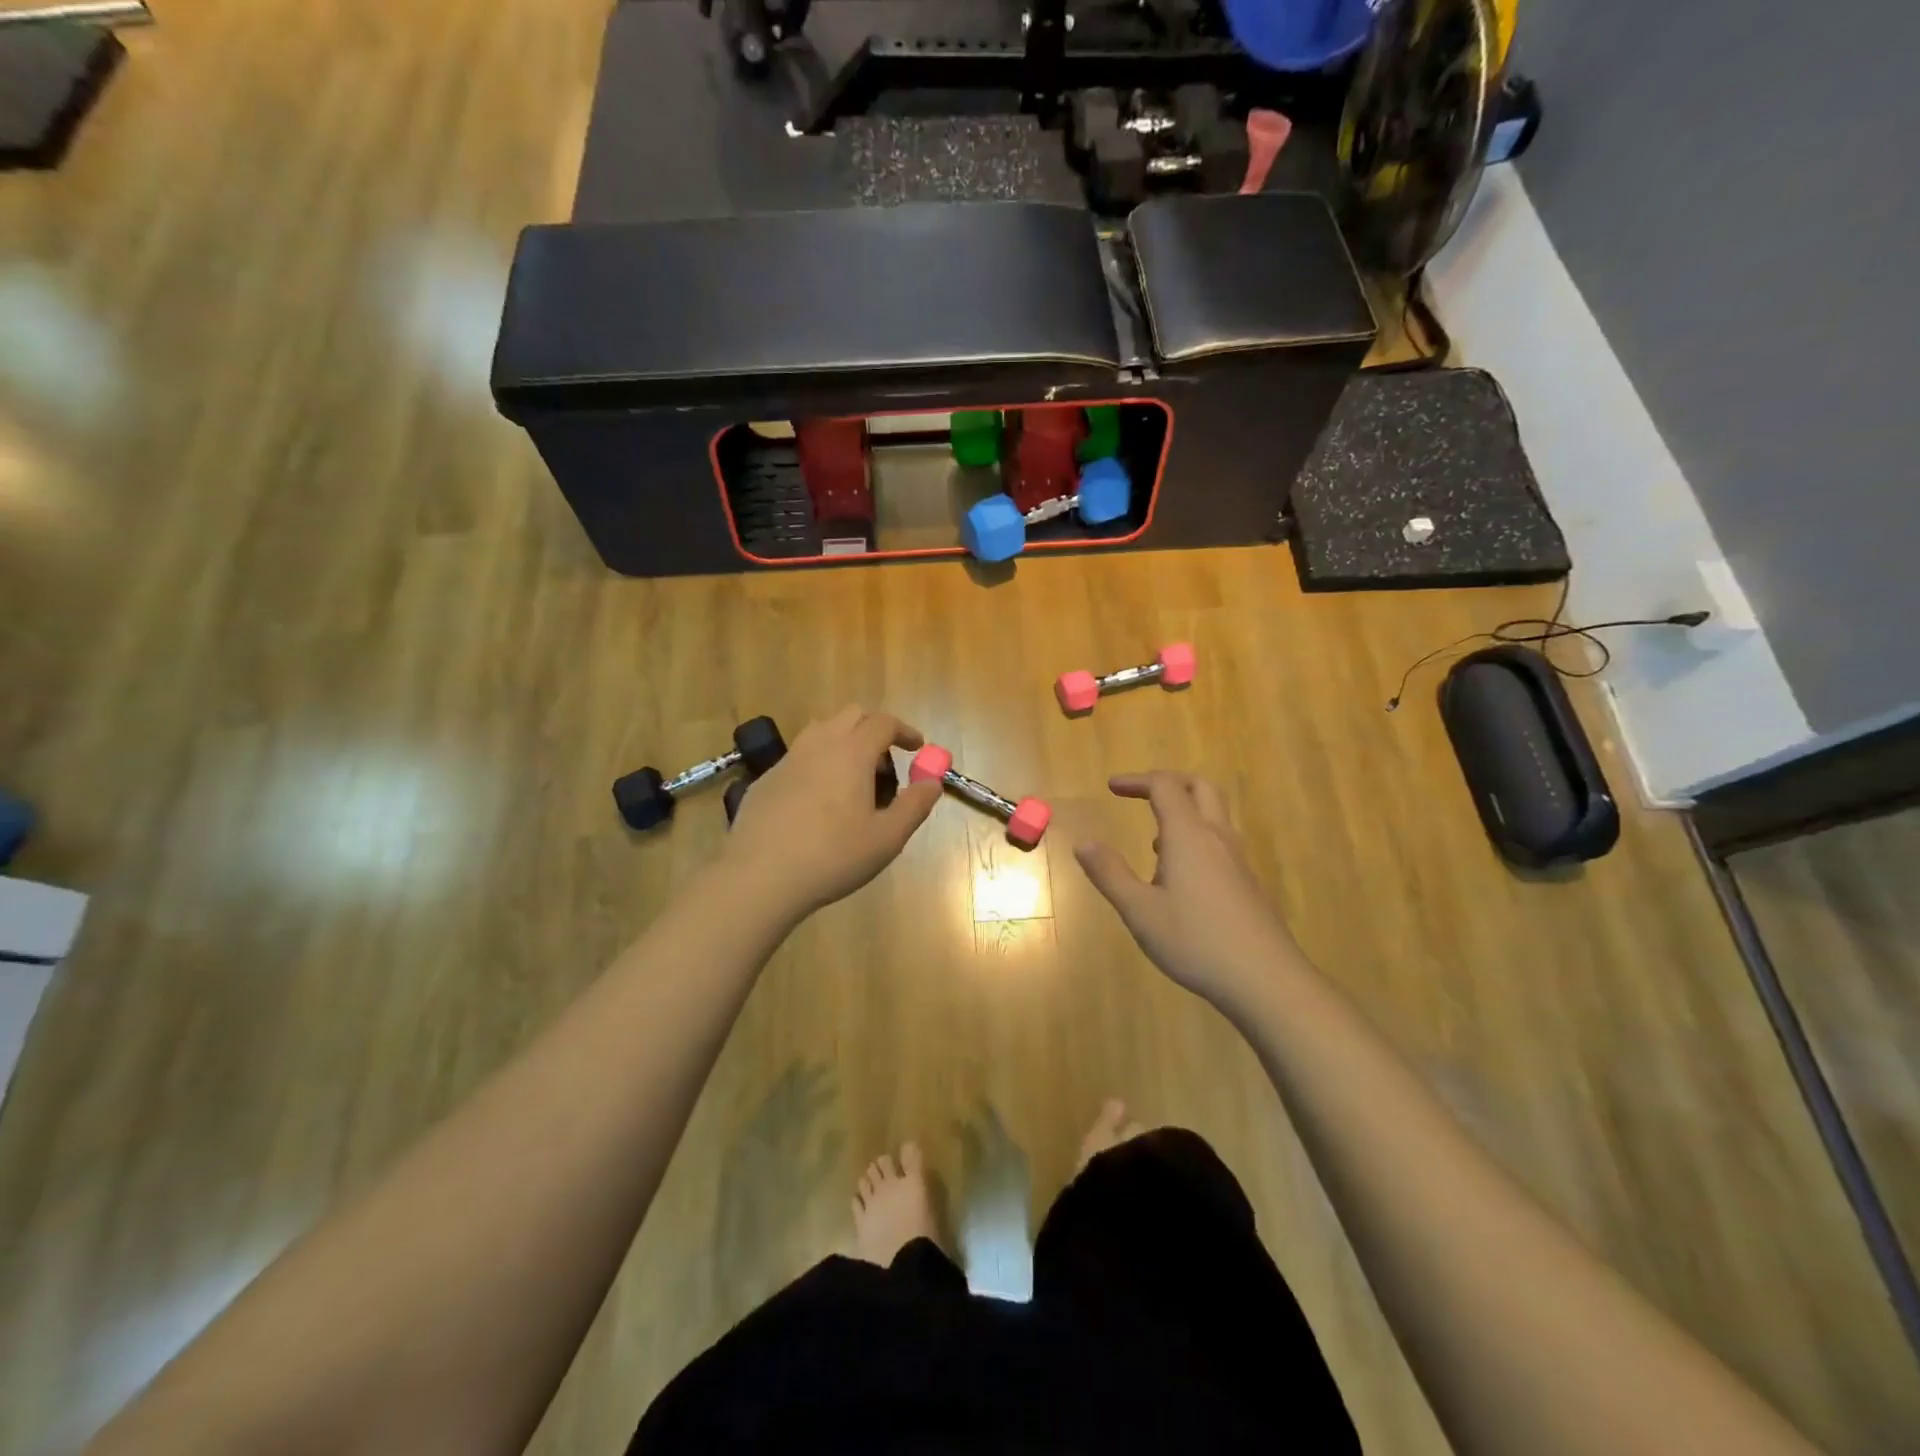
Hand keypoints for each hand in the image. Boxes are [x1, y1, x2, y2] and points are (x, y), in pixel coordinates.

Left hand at [722, 706, 942, 918]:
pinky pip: (799, 757)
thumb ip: (915, 804)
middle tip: (886, 762)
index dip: (905, 731)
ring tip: (853, 778)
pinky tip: (817, 801)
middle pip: (851, 715)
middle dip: (874, 729)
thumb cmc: (833, 856)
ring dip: (844, 741)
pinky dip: (818, 763)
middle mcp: (818, 744)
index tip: (917, 748)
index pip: (884, 722)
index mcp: (852, 752)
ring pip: (821, 731)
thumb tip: (933, 781)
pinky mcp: (765, 779)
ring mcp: (787, 760)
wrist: (760, 877)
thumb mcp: (888, 838)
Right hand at [1074, 772, 1300, 1011]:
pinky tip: (1179, 876)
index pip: (1165, 787)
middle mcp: (1216, 838)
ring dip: (1185, 812)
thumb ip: (1110, 874)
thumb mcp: (1140, 911)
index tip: (1112, 787)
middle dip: (1169, 782)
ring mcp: (1237, 861)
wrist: (1266, 979)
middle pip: (1200, 788)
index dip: (1137, 780)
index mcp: (1188, 836)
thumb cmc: (1196, 941)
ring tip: (1153, 839)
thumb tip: (1083, 843)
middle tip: (1141, 793)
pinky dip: (1196, 839)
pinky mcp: (1247, 883)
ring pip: (1214, 816)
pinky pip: (1219, 842)